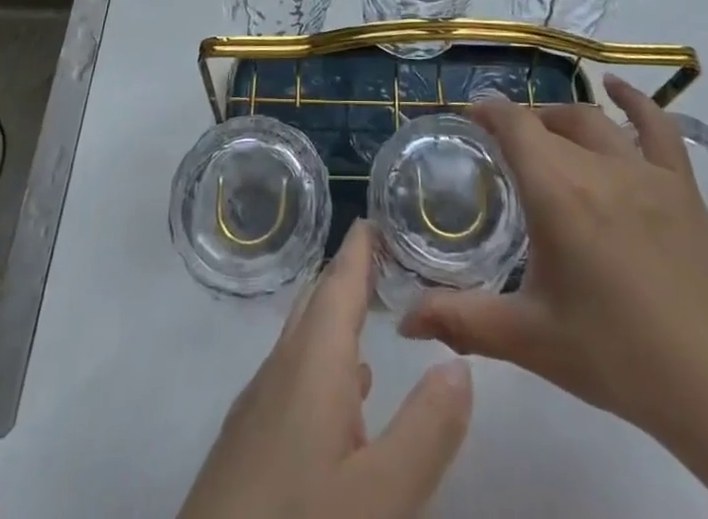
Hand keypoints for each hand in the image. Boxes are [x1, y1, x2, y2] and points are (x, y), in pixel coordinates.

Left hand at [177, 219, 473, 518]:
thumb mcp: (380, 496)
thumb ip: (425, 430)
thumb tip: (459, 364)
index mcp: (312, 363)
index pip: (338, 284)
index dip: (359, 249)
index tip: (376, 217)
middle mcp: (281, 370)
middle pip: (316, 304)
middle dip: (347, 275)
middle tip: (381, 255)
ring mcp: (258, 408)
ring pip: (302, 342)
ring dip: (334, 319)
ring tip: (367, 312)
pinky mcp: (248, 446)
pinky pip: (293, 378)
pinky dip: (323, 364)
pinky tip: (342, 398)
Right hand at [399, 76, 707, 447]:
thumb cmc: (616, 356)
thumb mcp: (531, 340)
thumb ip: (462, 321)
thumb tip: (405, 317)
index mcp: (557, 192)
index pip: (515, 126)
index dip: (489, 113)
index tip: (470, 118)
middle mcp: (597, 166)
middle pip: (549, 123)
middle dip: (521, 127)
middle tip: (504, 150)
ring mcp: (644, 170)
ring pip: (593, 121)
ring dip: (562, 119)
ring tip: (546, 132)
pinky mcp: (680, 184)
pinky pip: (657, 125)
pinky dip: (634, 101)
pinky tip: (617, 89)